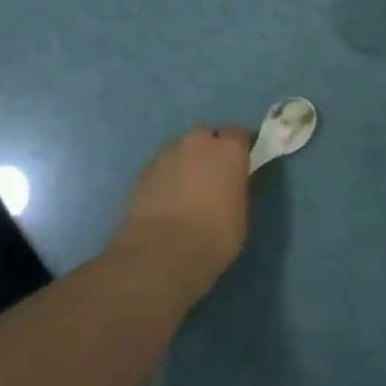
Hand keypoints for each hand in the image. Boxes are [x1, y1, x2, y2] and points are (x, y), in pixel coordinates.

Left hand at [112, 126, 252, 297]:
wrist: (163, 251)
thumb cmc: (214, 237)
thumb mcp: (241, 215)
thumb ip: (236, 189)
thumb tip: (230, 184)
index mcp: (228, 150)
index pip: (238, 134)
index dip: (239, 148)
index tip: (240, 164)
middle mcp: (197, 142)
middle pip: (205, 135)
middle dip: (209, 150)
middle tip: (211, 176)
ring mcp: (167, 153)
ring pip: (180, 149)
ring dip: (185, 162)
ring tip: (185, 190)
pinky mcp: (144, 169)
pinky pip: (161, 166)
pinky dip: (166, 177)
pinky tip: (165, 200)